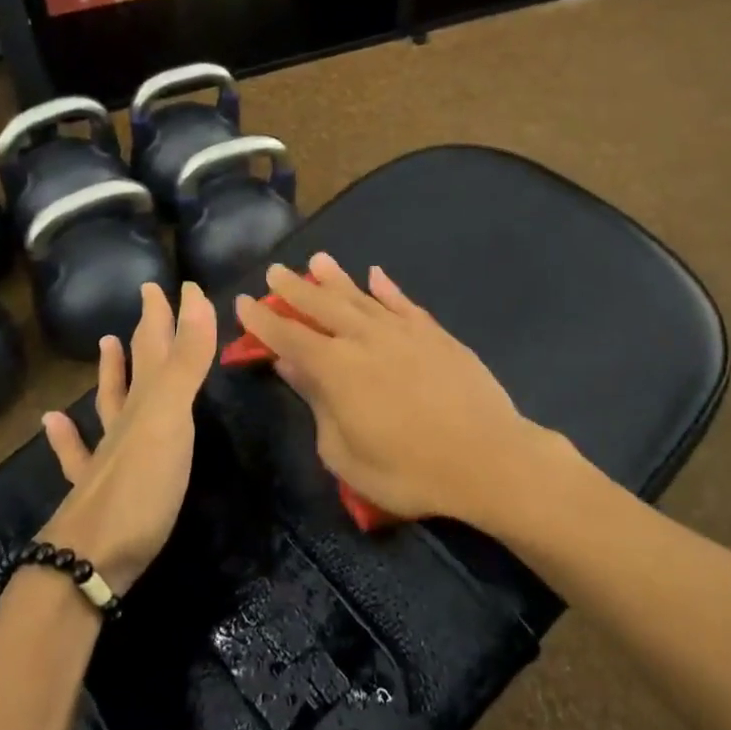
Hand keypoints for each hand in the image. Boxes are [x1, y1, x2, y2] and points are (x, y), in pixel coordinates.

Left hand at [36, 282, 215, 592]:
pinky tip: (52, 421)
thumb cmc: (141, 485)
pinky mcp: (94, 491)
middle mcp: (125, 420)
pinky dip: (66, 434)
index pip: (159, 344)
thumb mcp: (171, 416)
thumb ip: (186, 361)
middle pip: (138, 366)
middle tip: (148, 298)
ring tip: (106, 341)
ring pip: (108, 402)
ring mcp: (105, 456)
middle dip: (148, 330)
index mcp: (146, 401)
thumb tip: (194, 296)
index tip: (179, 284)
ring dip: (111, 371)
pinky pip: (77, 453)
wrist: (88, 561)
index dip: (169, 312)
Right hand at [234, 253, 542, 525]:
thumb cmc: (408, 470)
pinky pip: (403, 303)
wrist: (486, 457)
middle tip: (275, 271)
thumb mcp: (345, 454)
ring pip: (360, 296)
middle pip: (321, 305)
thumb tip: (292, 366)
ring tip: (317, 260)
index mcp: (336, 368)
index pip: (289, 336)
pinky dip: (387, 287)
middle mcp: (365, 338)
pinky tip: (375, 275)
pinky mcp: (434, 333)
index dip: (264, 320)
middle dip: (294, 289)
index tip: (244, 302)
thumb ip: (317, 404)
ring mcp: (402, 331)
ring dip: (335, 278)